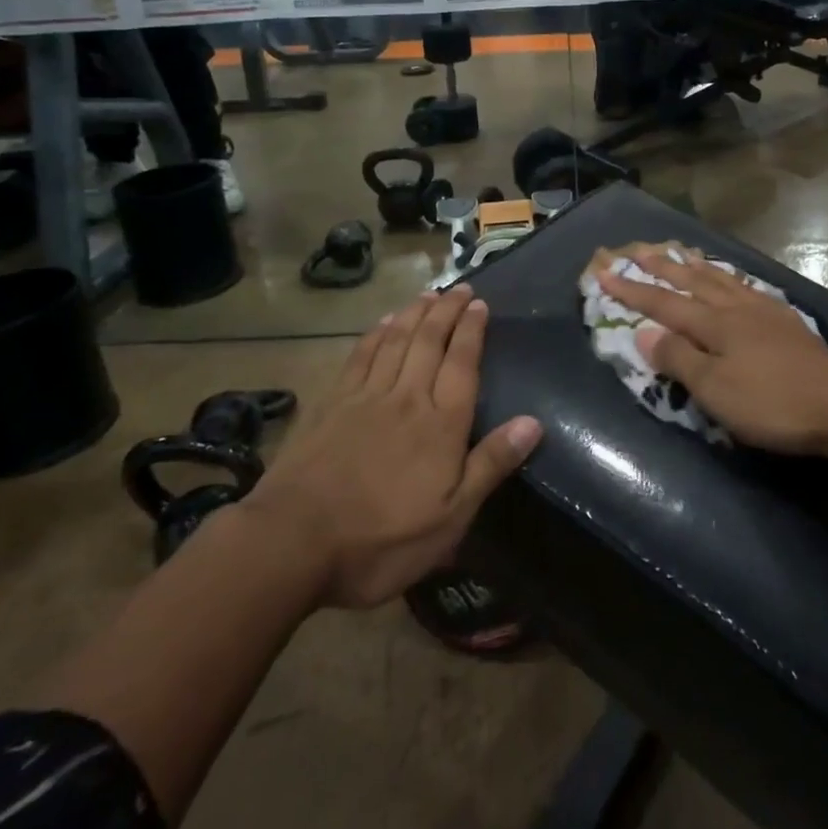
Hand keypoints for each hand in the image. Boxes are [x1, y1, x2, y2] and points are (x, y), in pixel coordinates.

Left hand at [246, 286, 542, 608]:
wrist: (294, 541)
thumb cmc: (382, 539)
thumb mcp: (450, 518)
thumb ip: (490, 465)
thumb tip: (533, 422)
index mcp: (441, 423)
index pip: (462, 363)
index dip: (473, 331)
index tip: (481, 304)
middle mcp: (408, 397)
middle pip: (431, 341)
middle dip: (448, 310)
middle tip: (461, 287)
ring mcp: (366, 396)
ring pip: (397, 340)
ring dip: (416, 312)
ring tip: (430, 293)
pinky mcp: (333, 403)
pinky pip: (361, 356)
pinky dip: (376, 333)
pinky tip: (384, 322)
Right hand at [593, 245, 827, 454]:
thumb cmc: (772, 402)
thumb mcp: (715, 390)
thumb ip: (678, 358)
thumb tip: (644, 332)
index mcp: (713, 324)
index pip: (663, 303)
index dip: (632, 290)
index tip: (604, 273)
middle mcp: (735, 308)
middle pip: (690, 282)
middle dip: (660, 266)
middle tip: (637, 249)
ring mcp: (763, 311)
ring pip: (720, 280)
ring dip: (695, 266)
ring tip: (680, 251)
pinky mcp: (785, 321)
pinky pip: (746, 288)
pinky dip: (729, 279)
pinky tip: (733, 281)